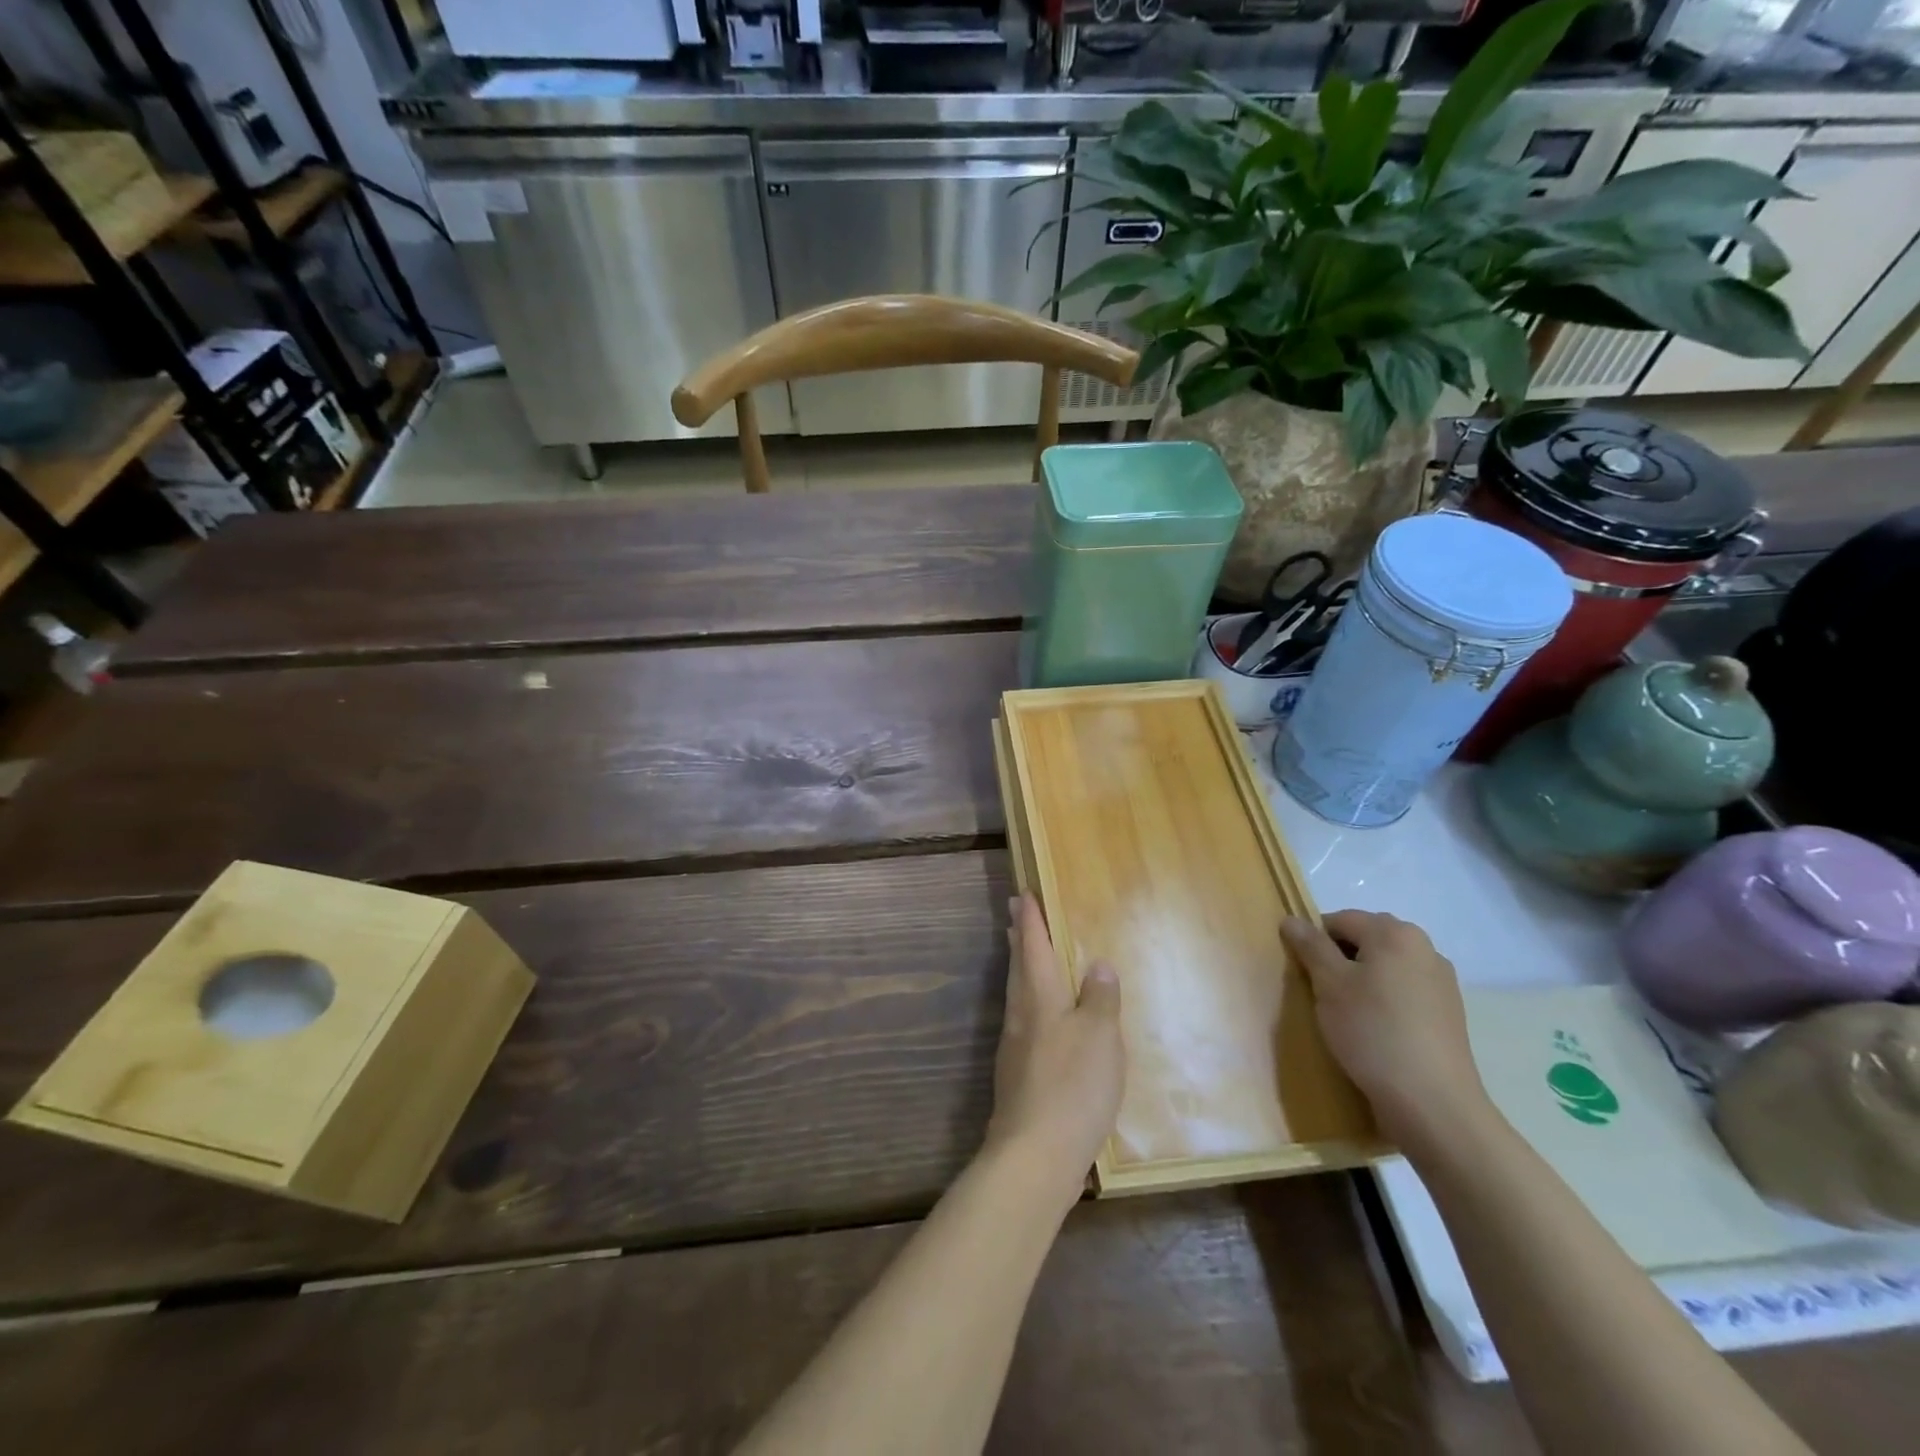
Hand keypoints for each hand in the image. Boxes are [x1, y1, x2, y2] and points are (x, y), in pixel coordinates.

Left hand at [986, 895, 1124, 1195]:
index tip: (1022, 894)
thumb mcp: (1100, 1036)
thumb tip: (1097, 965)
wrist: (1035, 1153)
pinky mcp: (1018, 1074)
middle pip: (1018, 967)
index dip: (1030, 920)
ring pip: (1017, 993)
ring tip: (1024, 954)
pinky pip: (1023, 1021)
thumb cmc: (1074, 1085)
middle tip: (1014, 912)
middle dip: (1018, 938)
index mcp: (1040, 997)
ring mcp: (1015, 1046)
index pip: (1033, 947)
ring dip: (1020, 967)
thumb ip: (1099, 998)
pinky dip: (1028, 1002)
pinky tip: (1040, 1016)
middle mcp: (1022, 1015)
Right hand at [1281, 910, 1491, 1148]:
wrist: (1432, 1103)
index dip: (1315, 942)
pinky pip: (1404, 992)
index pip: (1339, 920)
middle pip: (1366, 940)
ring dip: (1362, 981)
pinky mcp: (1449, 1014)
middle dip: (1340, 960)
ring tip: (1348, 1016)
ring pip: (1385, 968)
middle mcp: (1424, 948)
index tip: (1305, 974)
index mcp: (1395, 933)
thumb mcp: (1329, 985)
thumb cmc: (1373, 1032)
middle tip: (1323, 994)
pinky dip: (1384, 1002)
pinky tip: (1375, 1031)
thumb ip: (1310, 947)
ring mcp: (1441, 982)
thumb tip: (1292, 919)